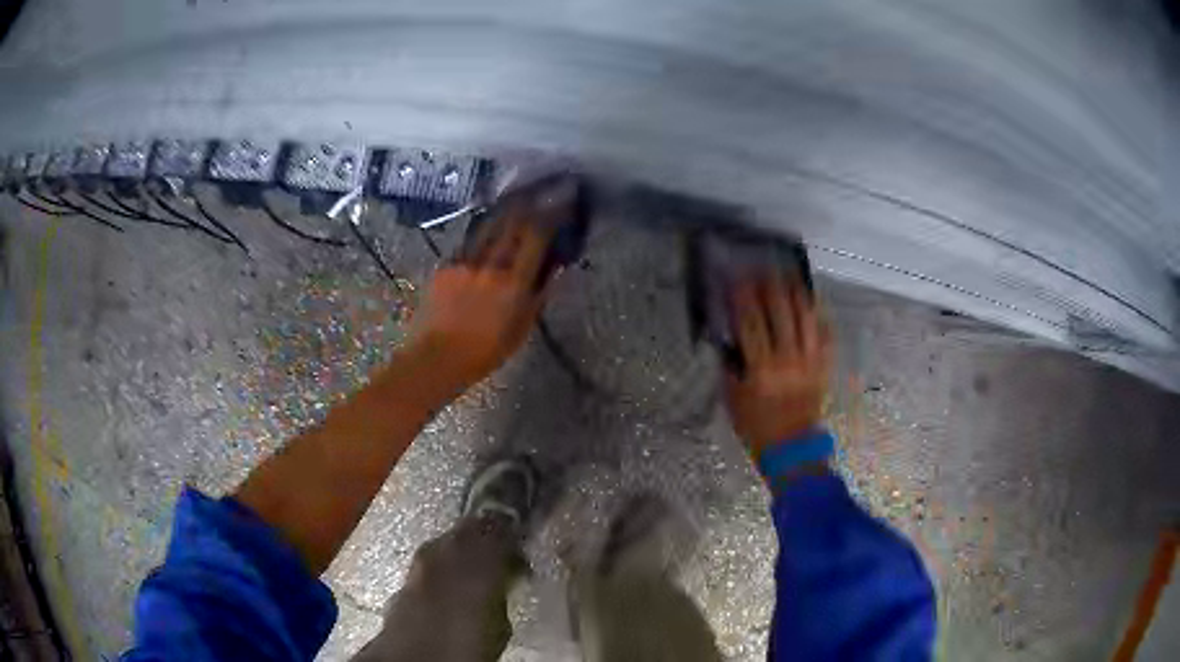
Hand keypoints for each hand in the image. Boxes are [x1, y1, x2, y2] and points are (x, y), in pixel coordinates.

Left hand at [409, 197, 560, 390]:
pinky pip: (469, 242)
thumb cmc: (484, 352)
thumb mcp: (521, 329)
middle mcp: (489, 264)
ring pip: (488, 226)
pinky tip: (488, 228)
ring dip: (506, 210)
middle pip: (512, 222)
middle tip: (543, 189)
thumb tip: (556, 269)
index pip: (536, 235)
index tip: (564, 200)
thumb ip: (539, 295)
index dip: (552, 214)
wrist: (435, 358)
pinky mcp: (445, 265)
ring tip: (518, 198)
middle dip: (530, 202)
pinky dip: (483, 232)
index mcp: (513, 282)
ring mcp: (464, 261)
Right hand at [725, 275, 831, 456]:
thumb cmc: (756, 425)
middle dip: (769, 287)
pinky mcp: (824, 365)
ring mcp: (810, 361)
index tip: (737, 278)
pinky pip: (825, 333)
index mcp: (761, 370)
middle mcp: (788, 360)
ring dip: (795, 293)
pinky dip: (818, 314)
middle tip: (762, 268)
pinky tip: (811, 299)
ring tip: (788, 274)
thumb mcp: (733, 398)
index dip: (743, 297)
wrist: (791, 447)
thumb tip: (731, 334)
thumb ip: (732, 365)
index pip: (750, 323)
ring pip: (805, 318)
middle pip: (780, 313)